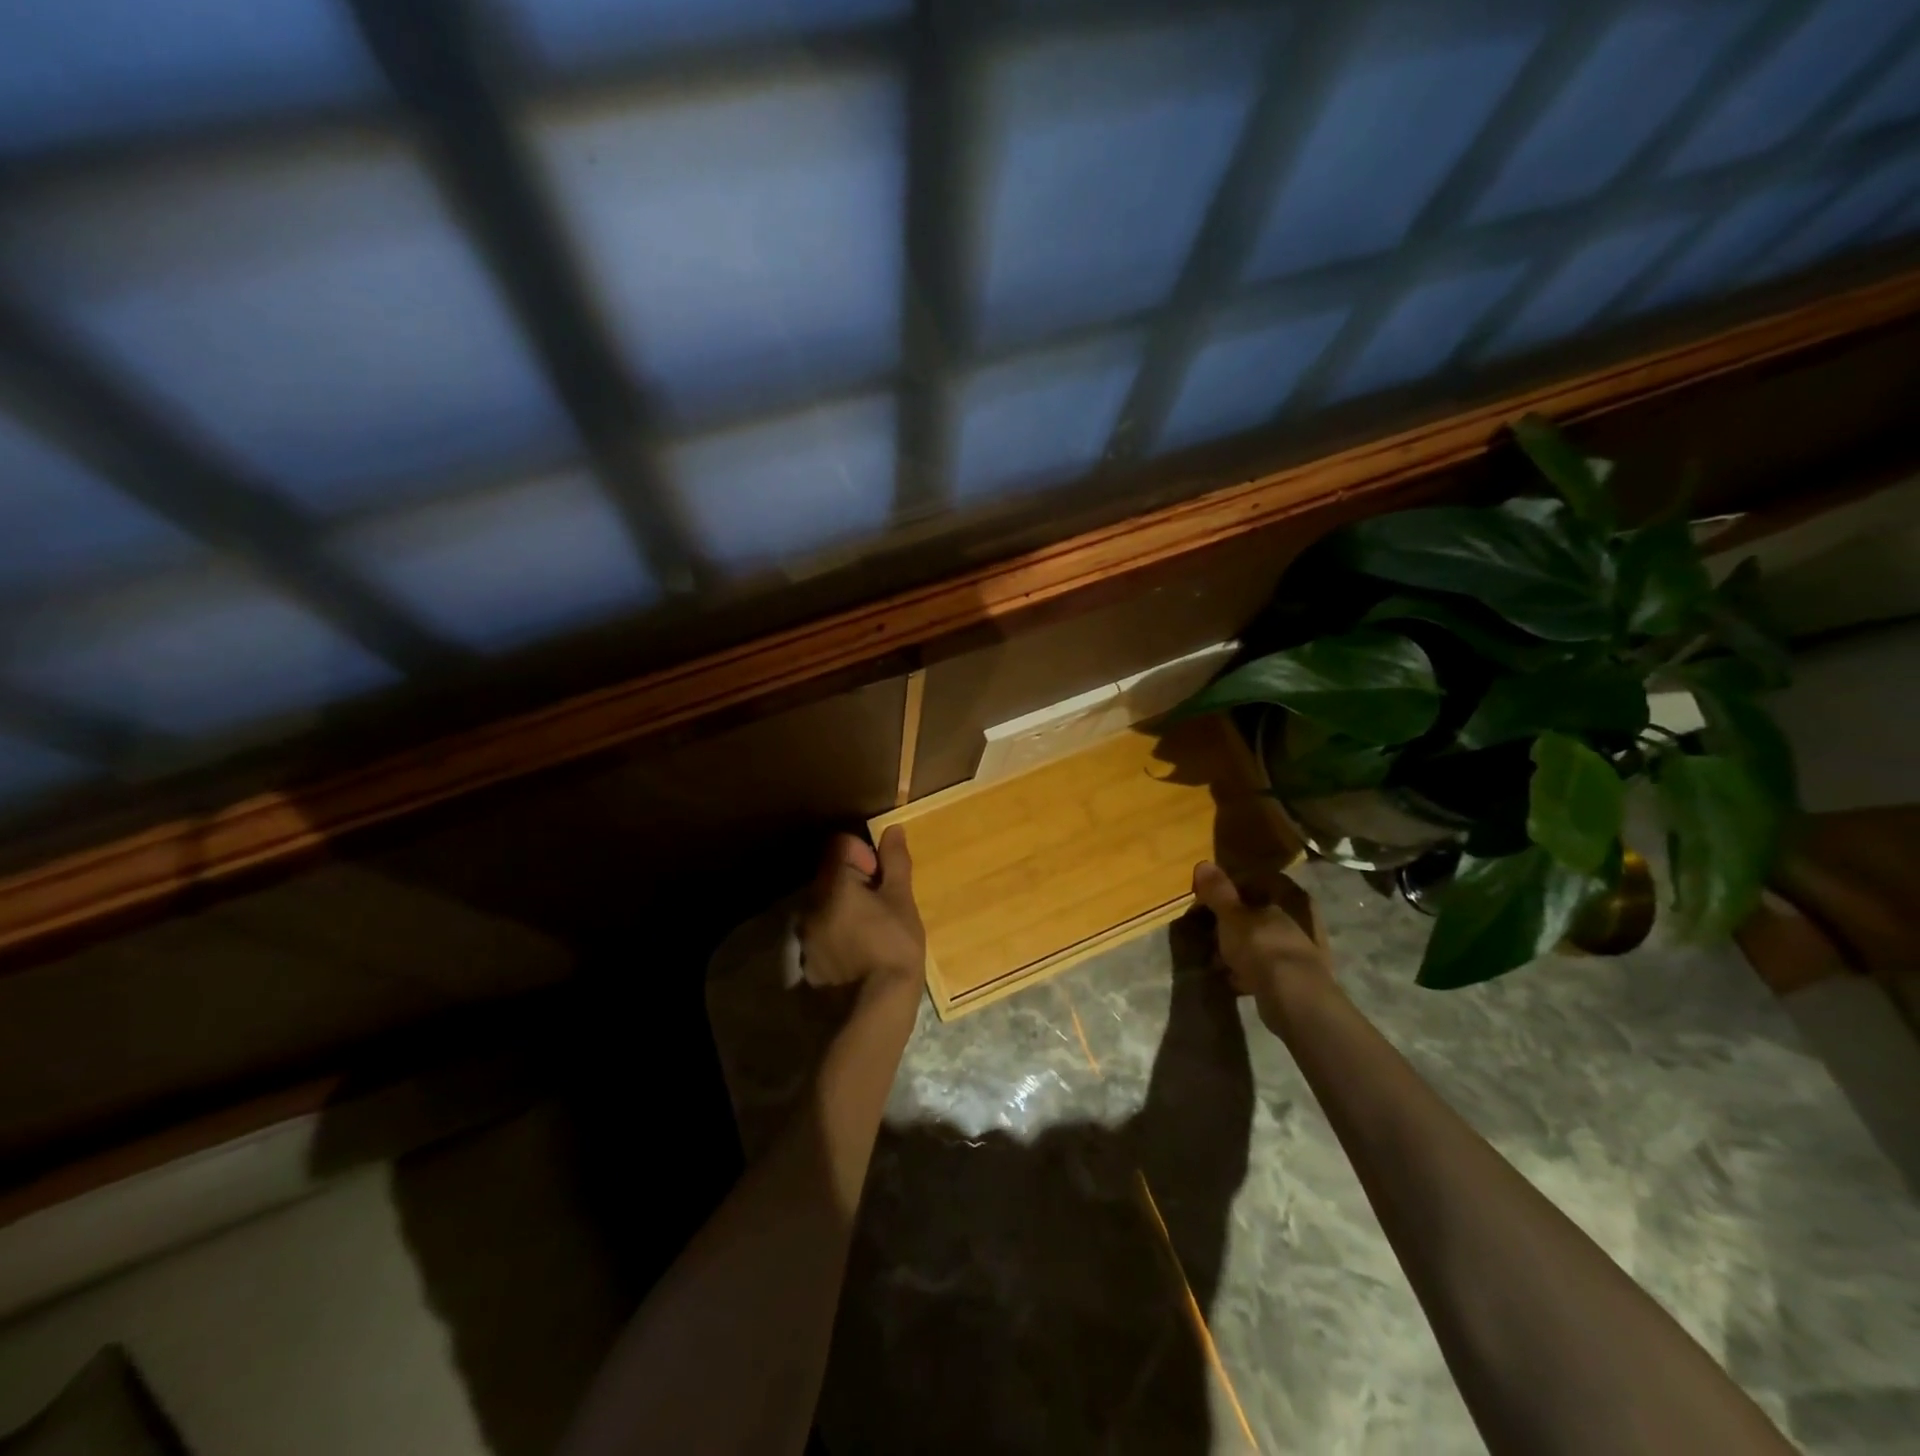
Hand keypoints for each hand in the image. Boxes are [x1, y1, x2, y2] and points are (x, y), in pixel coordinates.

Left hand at [800, 828, 925, 996]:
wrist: (875, 1010)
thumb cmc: (894, 946)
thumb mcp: (902, 900)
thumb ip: (894, 862)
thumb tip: (892, 828)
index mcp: (833, 884)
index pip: (840, 845)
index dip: (864, 854)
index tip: (882, 877)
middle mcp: (810, 905)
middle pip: (831, 876)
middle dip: (856, 883)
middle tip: (884, 906)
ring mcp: (806, 937)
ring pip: (826, 907)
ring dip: (846, 910)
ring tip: (874, 932)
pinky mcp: (809, 964)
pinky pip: (823, 936)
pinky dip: (839, 936)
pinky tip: (860, 955)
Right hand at [1191, 860, 1334, 1032]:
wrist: (1294, 999)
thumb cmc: (1261, 945)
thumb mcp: (1231, 915)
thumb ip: (1217, 891)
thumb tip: (1203, 863)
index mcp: (1290, 896)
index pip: (1258, 880)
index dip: (1231, 888)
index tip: (1209, 899)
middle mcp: (1302, 918)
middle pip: (1260, 912)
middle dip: (1234, 921)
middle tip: (1209, 929)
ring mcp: (1303, 949)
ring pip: (1262, 940)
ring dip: (1240, 947)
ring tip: (1215, 957)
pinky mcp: (1299, 978)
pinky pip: (1267, 966)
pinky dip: (1250, 970)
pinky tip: (1232, 977)